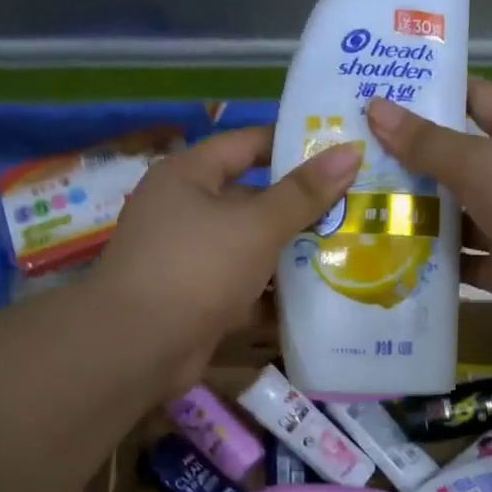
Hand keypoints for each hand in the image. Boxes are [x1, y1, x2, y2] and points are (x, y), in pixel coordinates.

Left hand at [95, 128, 358, 390]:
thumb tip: (351, 151)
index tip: (337, 152)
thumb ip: (304, 193)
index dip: (290, 144)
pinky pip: (244, 287)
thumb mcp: (257, 225)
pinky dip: (274, 293)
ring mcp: (189, 258)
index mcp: (188, 176)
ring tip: (348, 251)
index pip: (245, 144)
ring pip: (251, 247)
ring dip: (292, 253)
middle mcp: (184, 211)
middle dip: (300, 207)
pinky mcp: (198, 299)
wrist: (138, 347)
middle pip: (251, 199)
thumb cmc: (197, 267)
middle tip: (353, 208)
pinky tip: (319, 298)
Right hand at [366, 78, 491, 331]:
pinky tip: (390, 258)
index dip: (434, 94)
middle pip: (457, 163)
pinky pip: (463, 263)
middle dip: (412, 163)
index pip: (473, 100)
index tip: (383, 94)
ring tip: (360, 211)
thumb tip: (375, 107)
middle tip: (353, 160)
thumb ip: (426, 142)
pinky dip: (435, 263)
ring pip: (457, 218)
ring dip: (419, 217)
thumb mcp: (478, 159)